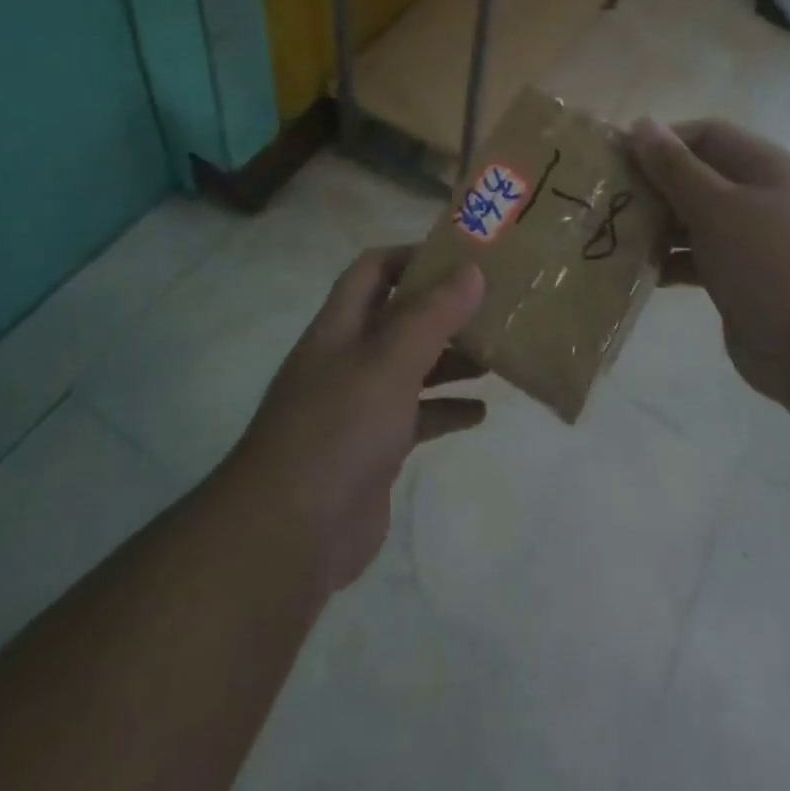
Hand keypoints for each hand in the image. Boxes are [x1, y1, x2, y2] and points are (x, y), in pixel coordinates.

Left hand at [228, 249, 486, 595]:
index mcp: (341, 326)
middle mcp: (348, 358)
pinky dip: (447, 409)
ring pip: (412, 367)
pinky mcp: (374, 450)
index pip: (374, 269)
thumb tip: (471, 269)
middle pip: (399, 317)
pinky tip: (481, 413)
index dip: (413, 255)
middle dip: (443, 309)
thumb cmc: (339, 429)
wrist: (291, 534)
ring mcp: (359, 406)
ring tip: (498, 354)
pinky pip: (417, 417)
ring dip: (451, 358)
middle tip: (495, 305)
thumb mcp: (388, 361)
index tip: (464, 257)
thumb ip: (431, 315)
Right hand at [631, 118, 789, 405]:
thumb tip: (641, 123)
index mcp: (763, 167)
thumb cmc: (770, 263)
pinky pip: (697, 258)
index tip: (619, 159)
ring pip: (694, 219)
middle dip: (653, 186)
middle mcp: (759, 197)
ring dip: (657, 225)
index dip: (662, 141)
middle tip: (608, 200)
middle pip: (697, 177)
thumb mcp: (718, 207)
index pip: (705, 135)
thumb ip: (675, 167)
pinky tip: (640, 272)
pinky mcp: (742, 279)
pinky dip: (670, 261)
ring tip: (614, 235)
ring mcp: (752, 241)